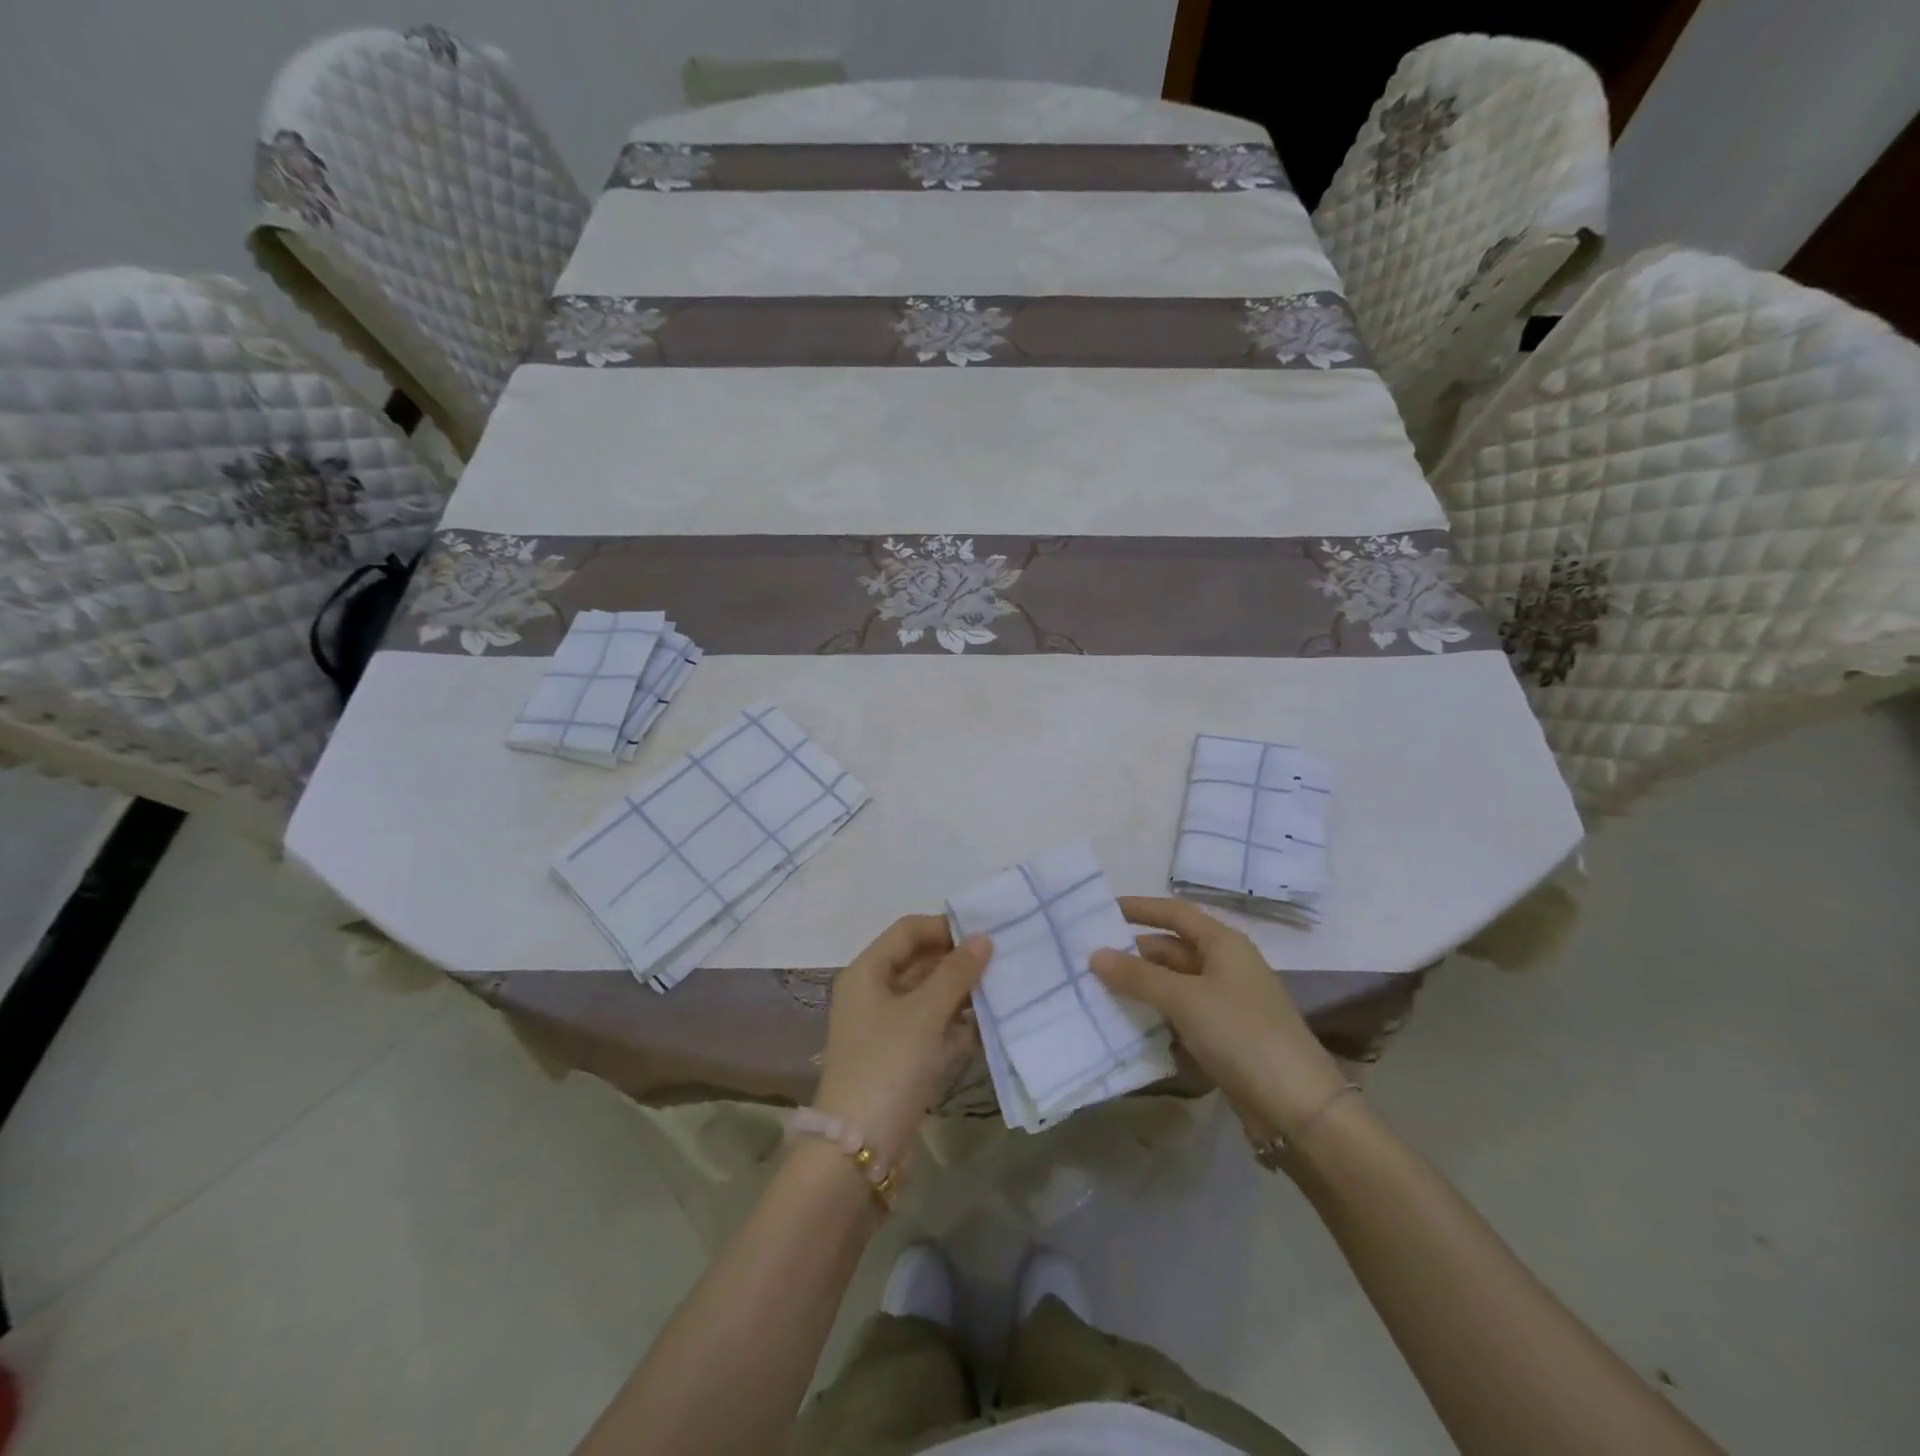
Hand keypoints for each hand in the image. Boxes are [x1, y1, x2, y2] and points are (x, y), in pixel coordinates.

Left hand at [813, 915, 991, 1166]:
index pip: (908, 931)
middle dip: (957, 961)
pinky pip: (930, 1029)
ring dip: (960, 994)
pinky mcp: (898, 1060)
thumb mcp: (925, 1013)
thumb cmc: (889, 1065)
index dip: (944, 927)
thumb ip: (956, 973)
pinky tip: (985, 1028)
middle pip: (918, 962)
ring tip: (1000, 991)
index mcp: (867, 972)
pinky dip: (954, 1026)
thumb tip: (983, 938)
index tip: (985, 934)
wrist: (858, 1150)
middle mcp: (872, 994)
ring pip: (927, 997)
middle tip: (1000, 962)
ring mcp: (884, 1029)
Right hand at [1091, 897, 1346, 1139]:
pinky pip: (1182, 1014)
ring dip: (1142, 985)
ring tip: (1098, 989)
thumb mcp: (1184, 999)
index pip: (1175, 913)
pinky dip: (1157, 1014)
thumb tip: (1095, 955)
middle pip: (1172, 948)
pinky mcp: (1225, 1036)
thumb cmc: (1241, 1034)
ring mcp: (1227, 1003)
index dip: (1140, 908)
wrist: (1298, 1106)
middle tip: (1089, 957)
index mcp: (1224, 944)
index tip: (1101, 909)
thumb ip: (1138, 976)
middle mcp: (1226, 966)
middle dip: (1134, 952)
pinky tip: (1128, 1023)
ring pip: (1175, 983)